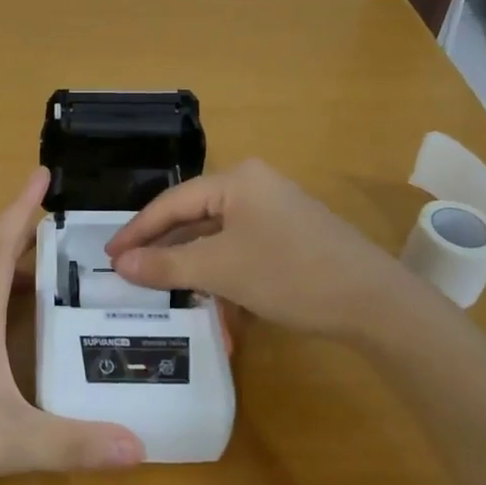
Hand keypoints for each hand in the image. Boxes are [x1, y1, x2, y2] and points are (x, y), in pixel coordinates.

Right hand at [105, 159, 423, 343]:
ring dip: (192, 263)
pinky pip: (241, 247)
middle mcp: (255, 185)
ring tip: (163, 286)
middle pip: (194, 215)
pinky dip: (221, 269)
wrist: (375, 304)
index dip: (137, 231)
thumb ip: (165, 266)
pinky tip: (210, 294)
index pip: (172, 202)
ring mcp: (276, 210)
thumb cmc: (290, 274)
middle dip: (164, 247)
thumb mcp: (220, 271)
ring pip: (217, 234)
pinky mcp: (291, 235)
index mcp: (237, 180)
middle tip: (130, 271)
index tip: (109, 256)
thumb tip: (118, 264)